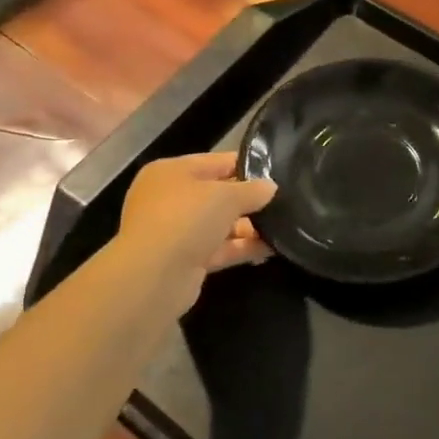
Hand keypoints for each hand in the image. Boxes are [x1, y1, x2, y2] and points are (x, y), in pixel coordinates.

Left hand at [115, 152, 275, 314]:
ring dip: (249, 226)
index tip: (277, 172)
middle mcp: (170, 198)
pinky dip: (242, 248)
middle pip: (218, 195)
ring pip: (219, 224)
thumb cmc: (186, 219)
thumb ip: (252, 190)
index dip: (247, 165)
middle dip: (249, 200)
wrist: (154, 276)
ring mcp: (176, 231)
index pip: (216, 162)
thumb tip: (270, 187)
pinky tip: (271, 248)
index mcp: (172, 172)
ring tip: (284, 226)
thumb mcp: (226, 196)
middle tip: (284, 202)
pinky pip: (219, 248)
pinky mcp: (185, 260)